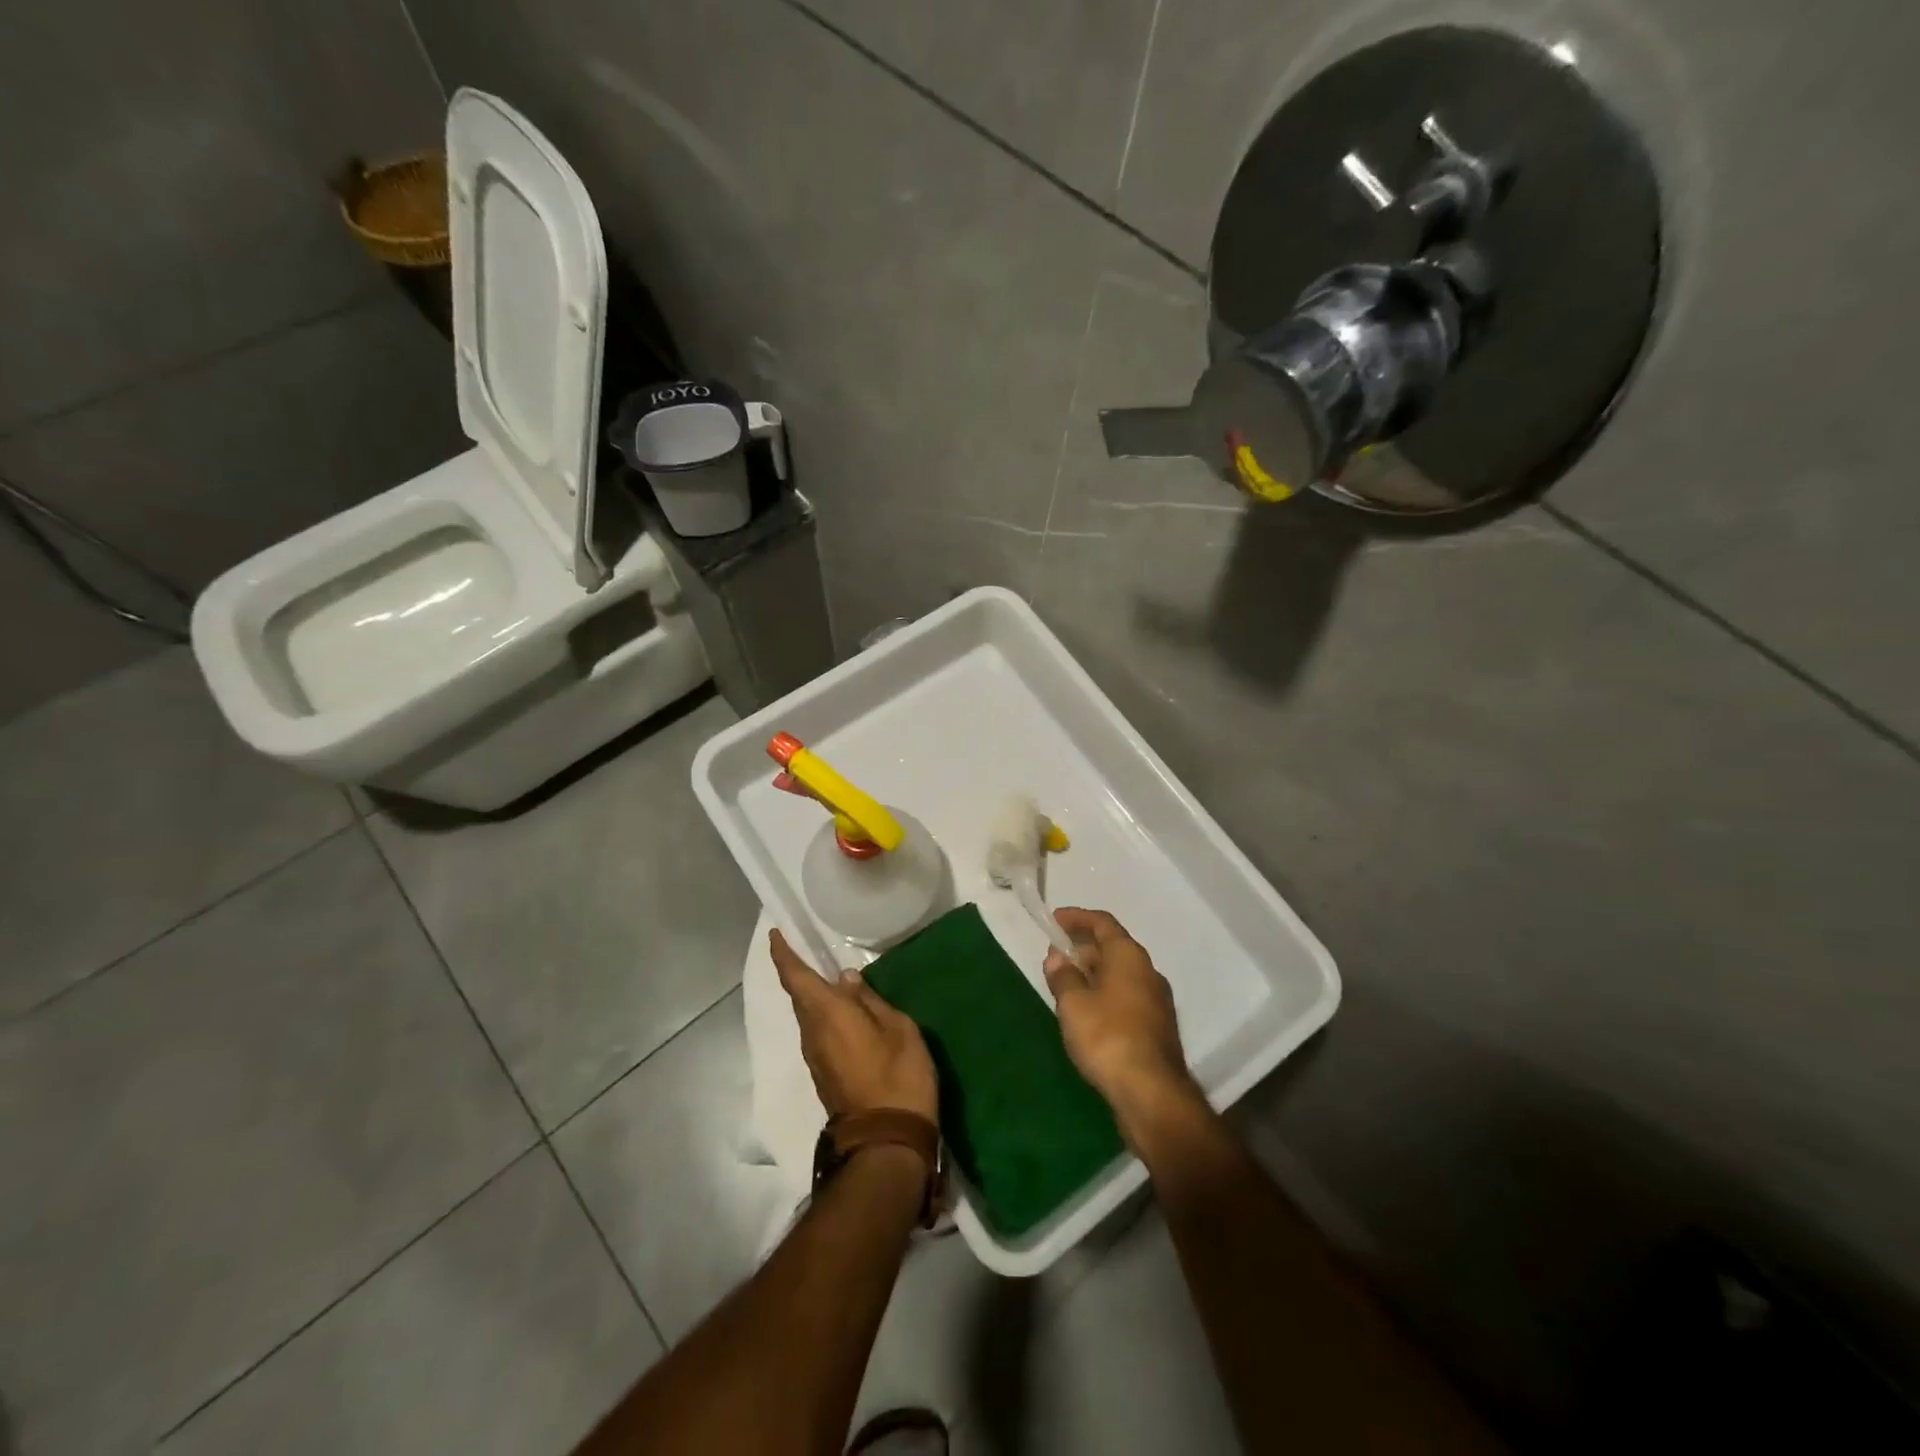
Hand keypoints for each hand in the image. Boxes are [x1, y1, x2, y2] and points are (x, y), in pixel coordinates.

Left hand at [770, 930, 938, 1125]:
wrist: (887, 1142)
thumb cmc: (897, 1076)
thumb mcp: (898, 1028)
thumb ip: (869, 1000)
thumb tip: (845, 980)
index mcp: (827, 1014)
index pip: (796, 977)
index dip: (783, 954)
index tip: (776, 934)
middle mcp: (812, 1033)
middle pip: (800, 997)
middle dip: (800, 973)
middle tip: (809, 950)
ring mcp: (816, 1058)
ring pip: (809, 1016)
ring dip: (816, 997)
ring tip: (834, 981)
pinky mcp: (824, 1075)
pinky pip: (819, 1033)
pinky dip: (825, 1016)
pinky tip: (845, 1013)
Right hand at [1043, 908, 1201, 1141]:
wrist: (1151, 1092)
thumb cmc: (1107, 1037)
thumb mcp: (1073, 1004)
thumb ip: (1063, 976)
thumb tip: (1057, 958)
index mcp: (1129, 956)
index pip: (1103, 923)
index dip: (1077, 918)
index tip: (1054, 920)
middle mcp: (1147, 971)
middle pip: (1113, 948)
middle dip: (1082, 948)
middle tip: (1055, 956)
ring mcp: (1156, 1000)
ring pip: (1120, 974)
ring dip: (1093, 973)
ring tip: (1066, 984)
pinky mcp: (1156, 1027)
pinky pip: (1125, 996)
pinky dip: (1104, 994)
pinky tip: (1086, 1013)